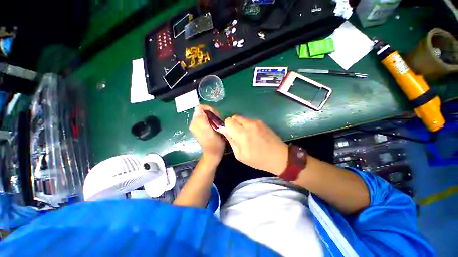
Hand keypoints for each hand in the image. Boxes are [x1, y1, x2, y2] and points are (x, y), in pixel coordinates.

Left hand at [190, 105, 224, 160]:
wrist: (213, 153)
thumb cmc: (214, 143)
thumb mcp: (209, 130)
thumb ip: (202, 119)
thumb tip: (198, 107)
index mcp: (195, 122)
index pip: (200, 108)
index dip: (209, 109)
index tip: (216, 115)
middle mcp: (194, 123)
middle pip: (203, 111)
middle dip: (212, 113)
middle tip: (218, 120)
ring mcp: (198, 126)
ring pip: (206, 115)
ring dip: (213, 117)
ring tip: (218, 124)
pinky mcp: (201, 128)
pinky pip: (207, 120)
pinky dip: (212, 120)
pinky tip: (216, 126)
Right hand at [223, 116, 287, 174]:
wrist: (279, 156)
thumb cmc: (258, 159)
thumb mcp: (240, 155)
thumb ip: (231, 141)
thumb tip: (224, 130)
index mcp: (242, 134)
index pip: (228, 121)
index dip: (227, 126)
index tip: (230, 133)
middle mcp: (249, 124)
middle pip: (234, 117)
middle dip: (233, 124)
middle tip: (237, 134)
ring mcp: (257, 122)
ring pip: (242, 118)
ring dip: (240, 124)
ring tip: (246, 135)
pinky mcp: (262, 122)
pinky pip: (249, 120)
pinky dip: (247, 125)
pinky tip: (253, 134)